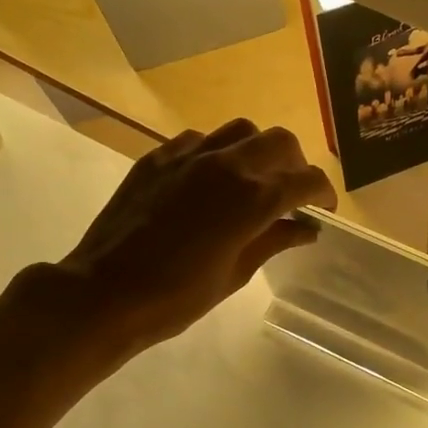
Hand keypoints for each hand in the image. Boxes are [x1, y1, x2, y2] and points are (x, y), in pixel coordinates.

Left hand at [33, 119, 336, 360]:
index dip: (323, 192)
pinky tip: (207, 179)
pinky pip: (198, 139)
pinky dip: (215, 153)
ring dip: (256, 151)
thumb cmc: (177, 297)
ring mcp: (188, 156)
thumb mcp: (236, 274)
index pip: (306, 180)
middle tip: (290, 193)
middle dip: (295, 164)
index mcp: (252, 199)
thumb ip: (274, 241)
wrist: (104, 293)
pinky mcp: (158, 158)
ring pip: (240, 130)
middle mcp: (226, 165)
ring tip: (250, 179)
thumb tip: (305, 228)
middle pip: (280, 141)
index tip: (323, 209)